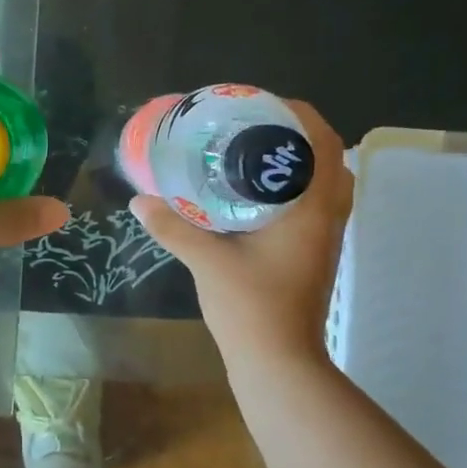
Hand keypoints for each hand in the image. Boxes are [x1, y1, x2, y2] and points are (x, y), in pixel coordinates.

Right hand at [130, 100, 351, 362]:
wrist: (278, 363)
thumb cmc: (251, 307)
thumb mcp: (207, 260)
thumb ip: (173, 227)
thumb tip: (139, 200)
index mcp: (312, 209)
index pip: (324, 143)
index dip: (299, 114)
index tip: (262, 104)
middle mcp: (326, 218)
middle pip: (327, 160)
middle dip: (295, 136)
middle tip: (252, 129)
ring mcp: (323, 239)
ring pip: (322, 185)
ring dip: (295, 164)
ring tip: (251, 156)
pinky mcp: (312, 255)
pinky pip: (311, 206)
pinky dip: (290, 190)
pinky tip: (251, 198)